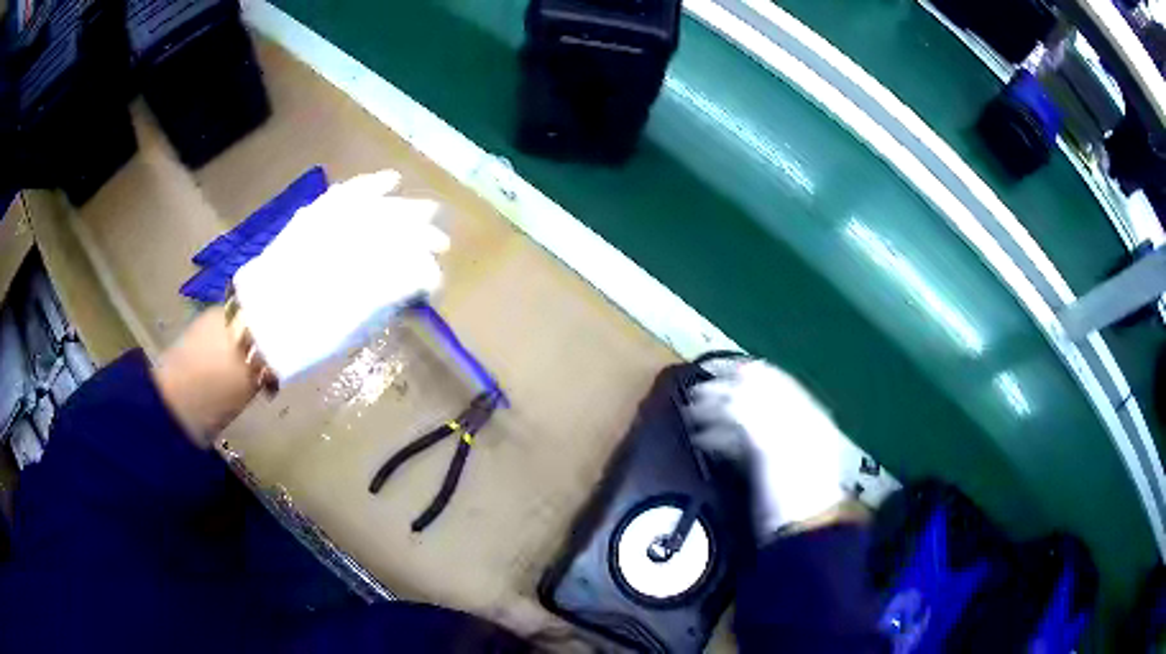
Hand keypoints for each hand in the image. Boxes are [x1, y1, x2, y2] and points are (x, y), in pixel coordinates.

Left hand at [232, 170, 449, 379]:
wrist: (260, 324)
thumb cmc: (308, 336)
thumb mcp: (354, 328)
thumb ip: (386, 301)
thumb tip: (411, 285)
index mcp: (370, 275)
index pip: (414, 263)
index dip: (429, 271)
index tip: (435, 283)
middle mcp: (356, 241)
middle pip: (402, 227)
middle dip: (424, 234)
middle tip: (440, 242)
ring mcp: (334, 222)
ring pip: (381, 205)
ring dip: (406, 208)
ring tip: (425, 211)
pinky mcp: (315, 214)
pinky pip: (348, 191)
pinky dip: (369, 185)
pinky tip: (387, 181)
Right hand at [689, 358, 849, 538]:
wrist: (800, 531)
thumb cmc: (792, 486)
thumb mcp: (775, 445)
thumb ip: (756, 411)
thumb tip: (737, 377)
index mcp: (805, 414)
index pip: (772, 382)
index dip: (742, 375)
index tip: (712, 374)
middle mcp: (796, 424)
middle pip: (757, 400)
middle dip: (725, 396)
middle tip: (694, 397)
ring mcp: (783, 446)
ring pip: (748, 421)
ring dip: (719, 417)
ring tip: (692, 419)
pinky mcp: (769, 467)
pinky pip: (744, 443)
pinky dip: (723, 439)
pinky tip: (704, 441)